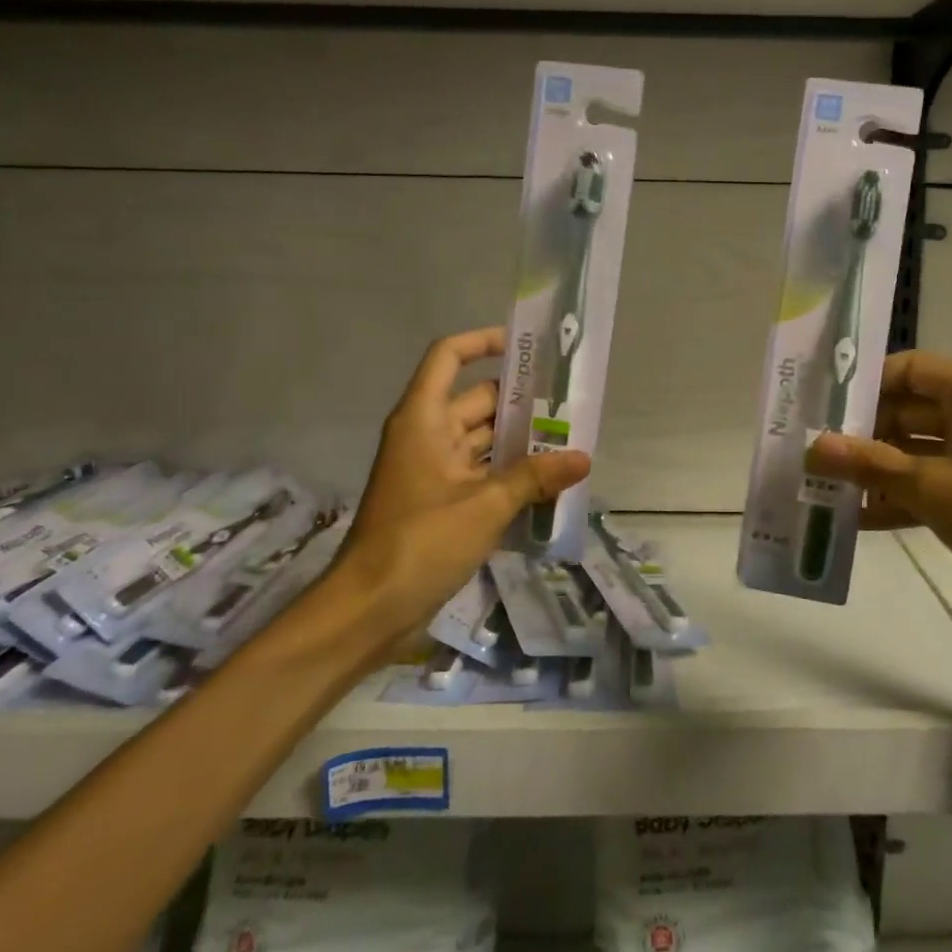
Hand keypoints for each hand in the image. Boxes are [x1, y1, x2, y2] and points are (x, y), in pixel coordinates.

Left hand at [332, 328, 589, 637]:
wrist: (368, 610)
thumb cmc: (420, 542)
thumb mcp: (485, 506)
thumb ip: (535, 477)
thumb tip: (583, 458)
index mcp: (424, 419)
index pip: (449, 357)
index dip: (483, 342)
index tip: (527, 348)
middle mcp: (428, 435)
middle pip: (477, 400)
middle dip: (522, 401)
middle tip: (571, 404)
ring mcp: (434, 470)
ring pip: (483, 440)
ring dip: (521, 441)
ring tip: (570, 441)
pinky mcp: (441, 501)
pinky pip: (481, 473)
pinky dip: (510, 474)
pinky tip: (550, 483)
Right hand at [804, 350, 951, 649]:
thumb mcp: (933, 487)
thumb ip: (871, 465)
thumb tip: (815, 447)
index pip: (909, 368)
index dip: (867, 382)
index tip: (823, 405)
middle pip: (908, 411)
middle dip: (862, 432)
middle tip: (814, 452)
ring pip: (916, 453)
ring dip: (876, 470)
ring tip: (824, 487)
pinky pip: (931, 488)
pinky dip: (899, 501)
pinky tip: (856, 521)